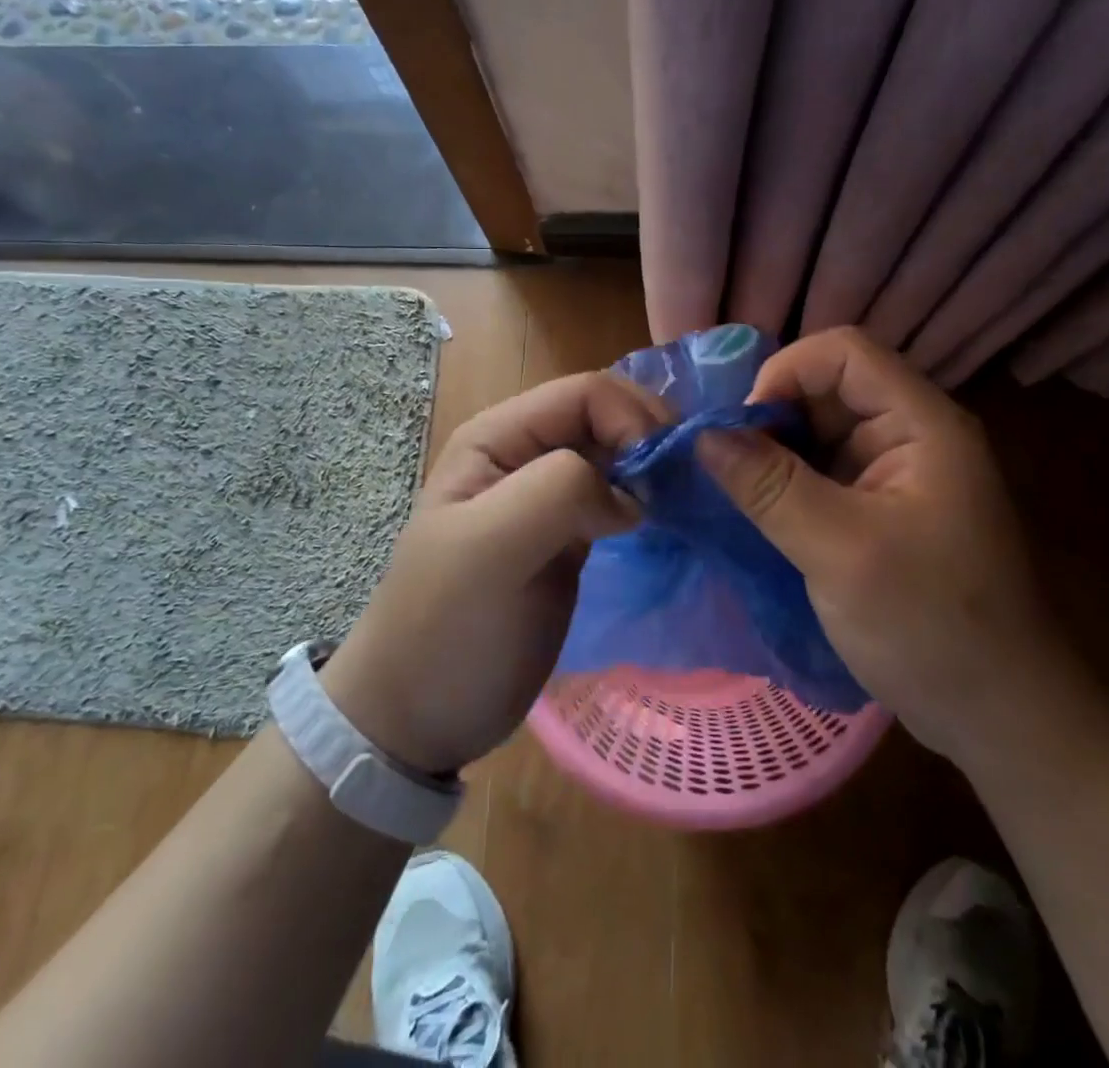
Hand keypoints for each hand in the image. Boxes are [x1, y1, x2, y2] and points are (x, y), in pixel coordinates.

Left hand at [320, 371, 667, 775]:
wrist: (419, 715)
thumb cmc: (447, 629)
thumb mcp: (490, 550)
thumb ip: (559, 493)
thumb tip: (632, 494)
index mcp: (498, 437)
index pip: (585, 393)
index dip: (632, 418)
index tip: (665, 474)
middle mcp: (525, 455)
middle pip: (607, 416)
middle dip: (651, 439)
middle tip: (689, 486)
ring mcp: (547, 497)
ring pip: (618, 456)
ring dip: (656, 469)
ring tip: (688, 503)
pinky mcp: (570, 536)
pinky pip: (619, 498)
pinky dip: (650, 502)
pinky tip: (671, 522)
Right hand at [696, 327, 1075, 767]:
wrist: (1000, 716)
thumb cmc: (932, 627)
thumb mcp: (842, 552)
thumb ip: (771, 487)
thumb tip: (702, 435)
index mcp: (922, 424)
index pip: (844, 353)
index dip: (785, 372)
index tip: (740, 427)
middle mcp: (911, 435)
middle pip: (828, 388)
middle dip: (771, 415)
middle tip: (723, 462)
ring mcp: (896, 474)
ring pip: (820, 432)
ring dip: (773, 451)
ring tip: (730, 487)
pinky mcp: (880, 509)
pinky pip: (822, 472)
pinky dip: (784, 482)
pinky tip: (754, 510)